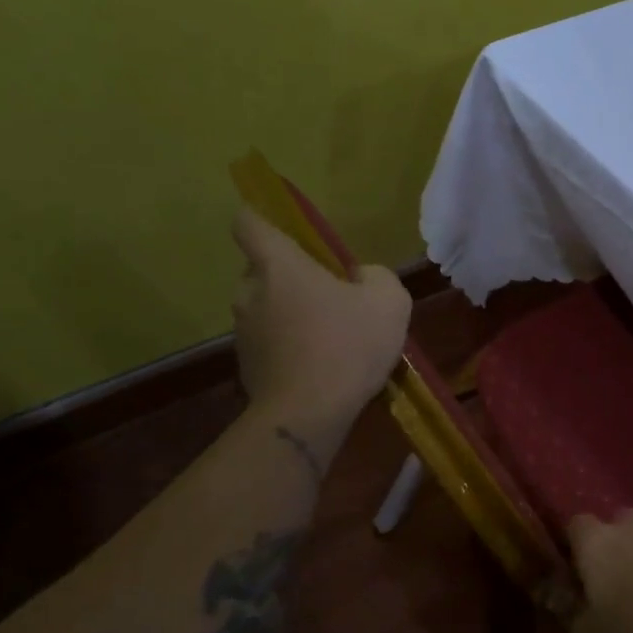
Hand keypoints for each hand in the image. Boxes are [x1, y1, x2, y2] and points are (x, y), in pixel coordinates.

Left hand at [231, 205, 411, 431]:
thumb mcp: (388, 300)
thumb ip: (375, 275)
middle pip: (263, 269)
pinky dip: (291, 346)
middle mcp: (250, 292)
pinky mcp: (247, 365)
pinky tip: (323, 366)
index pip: (249, 223)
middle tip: (331, 295)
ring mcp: (244, 331)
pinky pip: (271, 342)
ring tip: (332, 337)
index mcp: (278, 265)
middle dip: (292, 277)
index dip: (263, 219)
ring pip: (267, 308)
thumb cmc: (347, 345)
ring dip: (292, 314)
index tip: (288, 232)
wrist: (308, 414)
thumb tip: (359, 277)